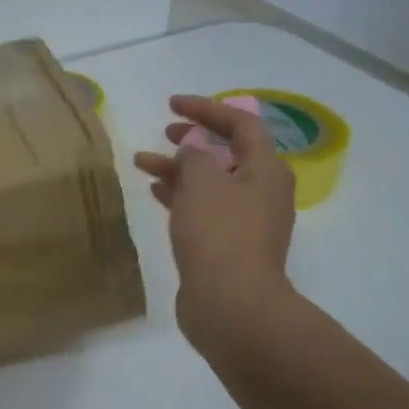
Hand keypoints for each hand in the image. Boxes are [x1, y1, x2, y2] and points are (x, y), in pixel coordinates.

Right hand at [134, 95, 296, 359]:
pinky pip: (204, 207)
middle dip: (195, 138)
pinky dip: (180, 195)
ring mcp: (247, 221)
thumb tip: (191, 157)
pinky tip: (155, 193)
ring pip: (211, 181)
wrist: (231, 304)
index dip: (207, 109)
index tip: (172, 104)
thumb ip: (192, 157)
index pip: (242, 124)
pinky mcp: (229, 245)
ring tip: (143, 162)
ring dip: (179, 168)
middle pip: (228, 152)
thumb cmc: (219, 233)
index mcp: (266, 170)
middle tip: (165, 131)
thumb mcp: (200, 181)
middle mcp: (262, 192)